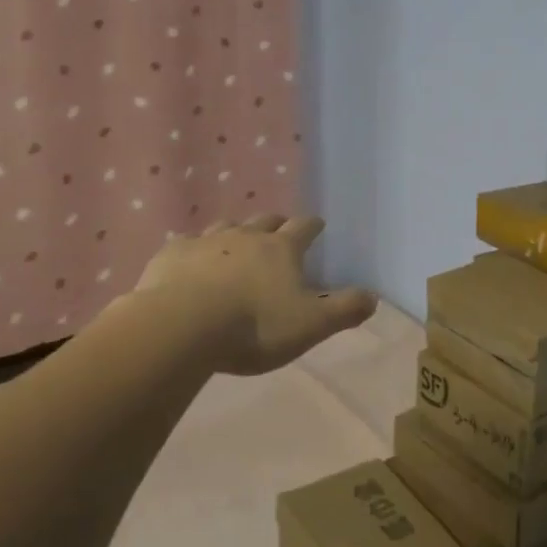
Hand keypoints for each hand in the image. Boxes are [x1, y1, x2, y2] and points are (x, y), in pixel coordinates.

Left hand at [134, 215, 376, 375]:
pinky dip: (193, 250)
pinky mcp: (172, 255)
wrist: (183, 326)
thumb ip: (344, 310)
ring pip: (225, 226)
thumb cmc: (255, 326)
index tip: (317, 224)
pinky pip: (185, 245)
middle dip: (275, 223)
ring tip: (236, 241)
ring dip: (235, 231)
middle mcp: (245, 236)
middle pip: (264, 221)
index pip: (303, 228)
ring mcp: (205, 242)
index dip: (312, 225)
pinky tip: (190, 261)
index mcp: (281, 250)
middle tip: (279, 229)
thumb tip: (374, 296)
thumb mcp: (311, 325)